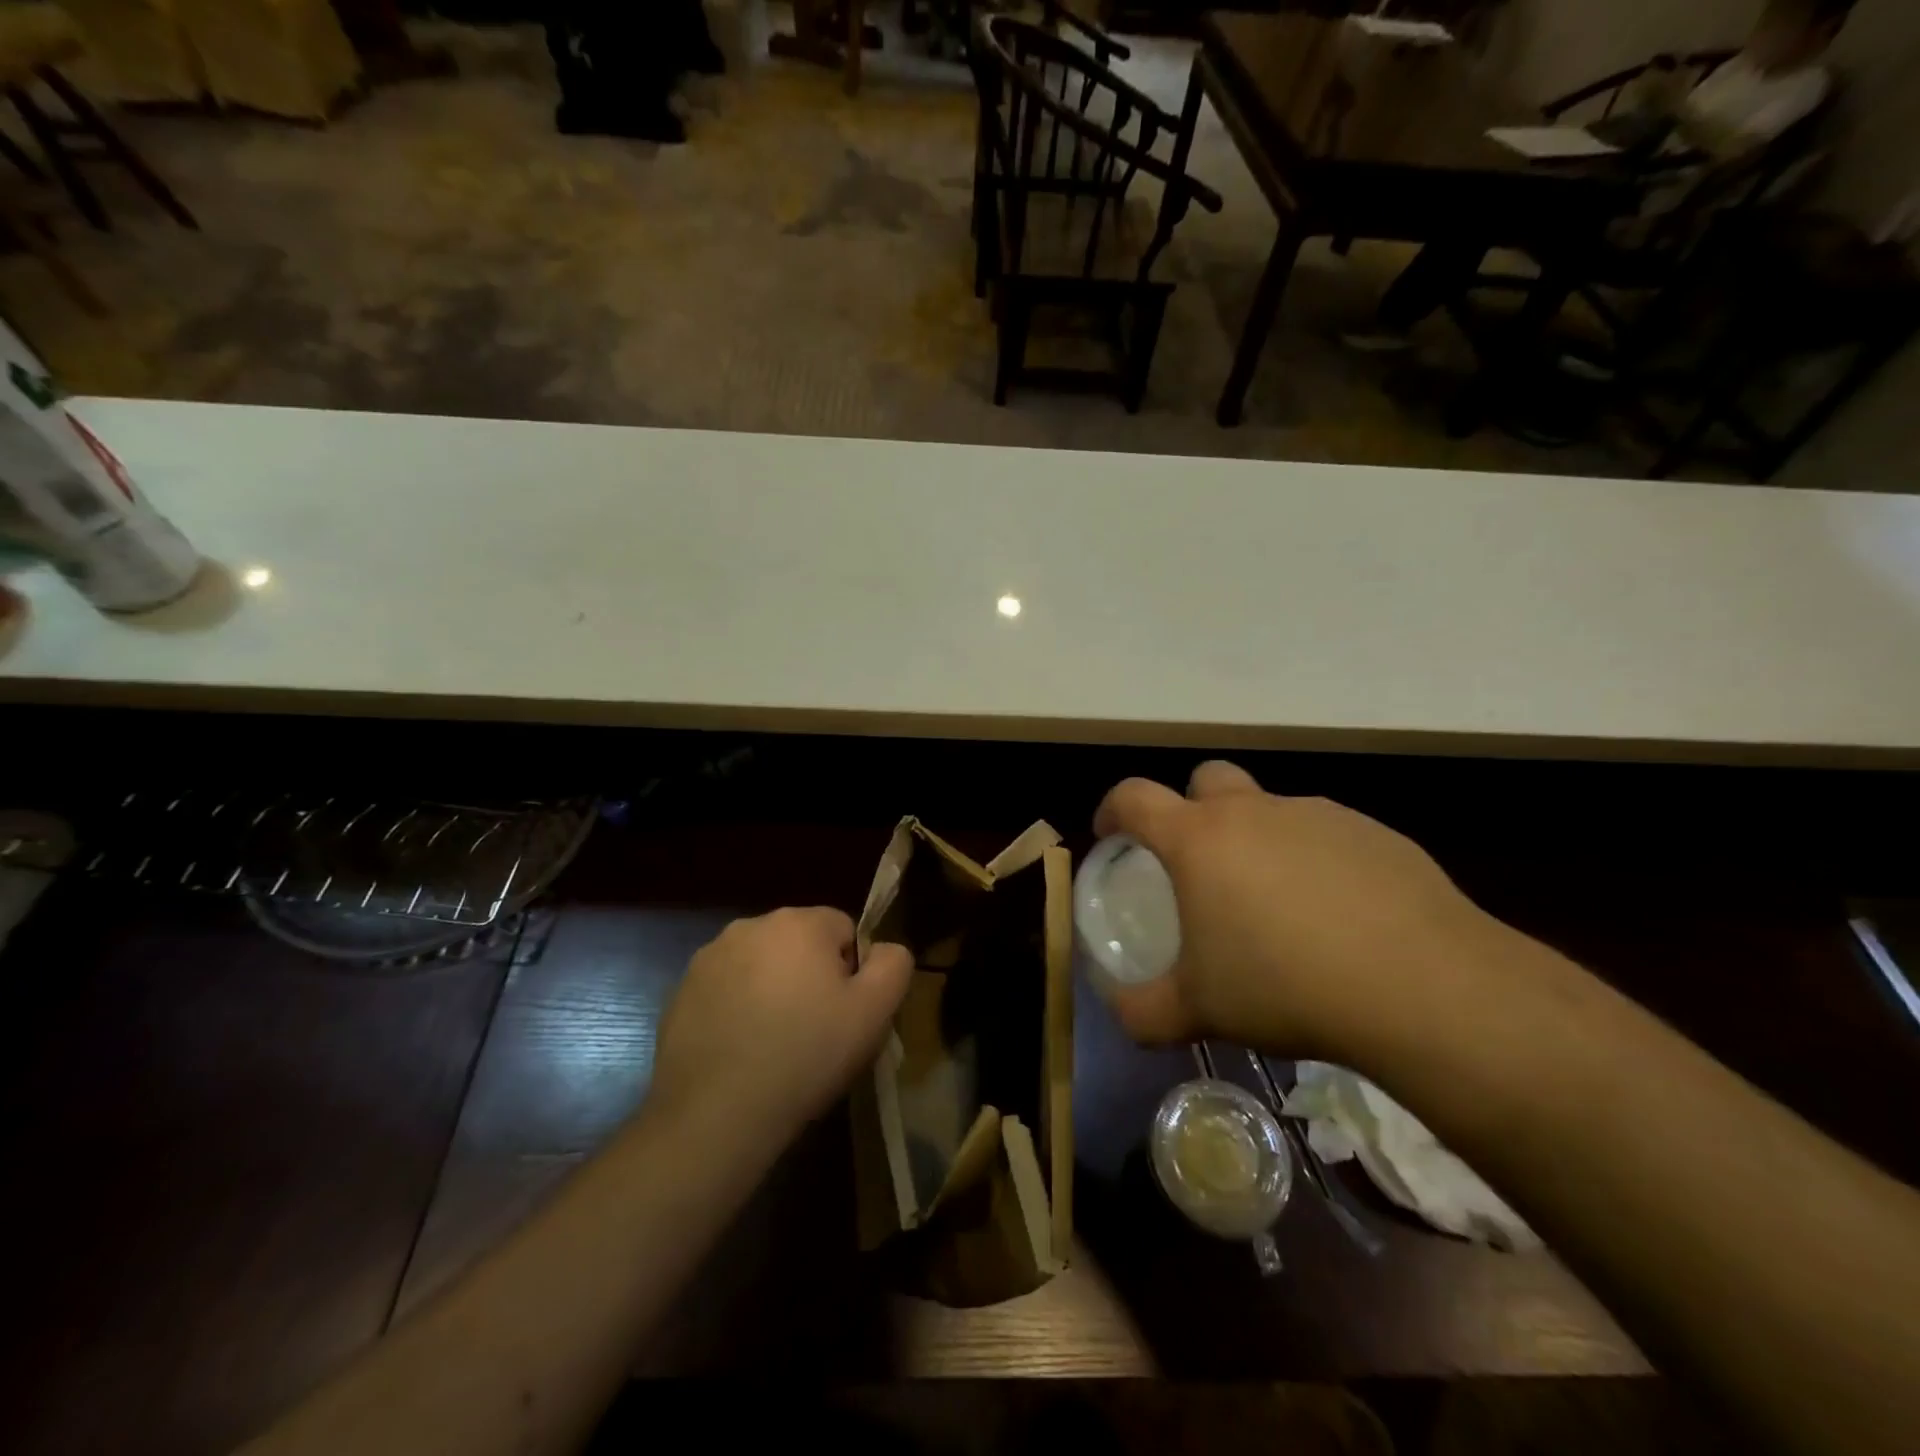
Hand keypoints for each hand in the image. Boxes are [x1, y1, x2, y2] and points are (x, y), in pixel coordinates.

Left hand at [648, 908, 912, 1153]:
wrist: (717, 1114)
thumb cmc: (806, 1054)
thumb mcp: (874, 1012)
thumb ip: (893, 964)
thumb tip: (884, 950)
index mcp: (799, 922)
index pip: (843, 930)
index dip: (851, 972)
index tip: (844, 1014)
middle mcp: (750, 926)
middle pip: (800, 944)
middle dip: (810, 977)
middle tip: (813, 1031)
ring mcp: (709, 958)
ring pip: (761, 966)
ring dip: (772, 991)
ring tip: (775, 1044)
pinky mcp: (681, 992)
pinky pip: (726, 990)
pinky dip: (737, 1010)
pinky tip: (741, 1051)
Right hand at [1093, 761, 1499, 1060]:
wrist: (1422, 986)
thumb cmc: (1285, 986)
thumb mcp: (1199, 1010)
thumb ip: (1145, 1011)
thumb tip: (1122, 1014)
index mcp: (1199, 839)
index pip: (1134, 797)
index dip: (1113, 809)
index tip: (1111, 835)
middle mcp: (1255, 811)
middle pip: (1207, 779)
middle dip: (1192, 807)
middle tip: (1200, 863)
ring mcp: (1319, 816)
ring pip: (1272, 809)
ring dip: (1259, 840)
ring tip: (1278, 907)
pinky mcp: (1375, 833)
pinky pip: (1327, 836)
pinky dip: (1315, 862)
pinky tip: (1338, 917)